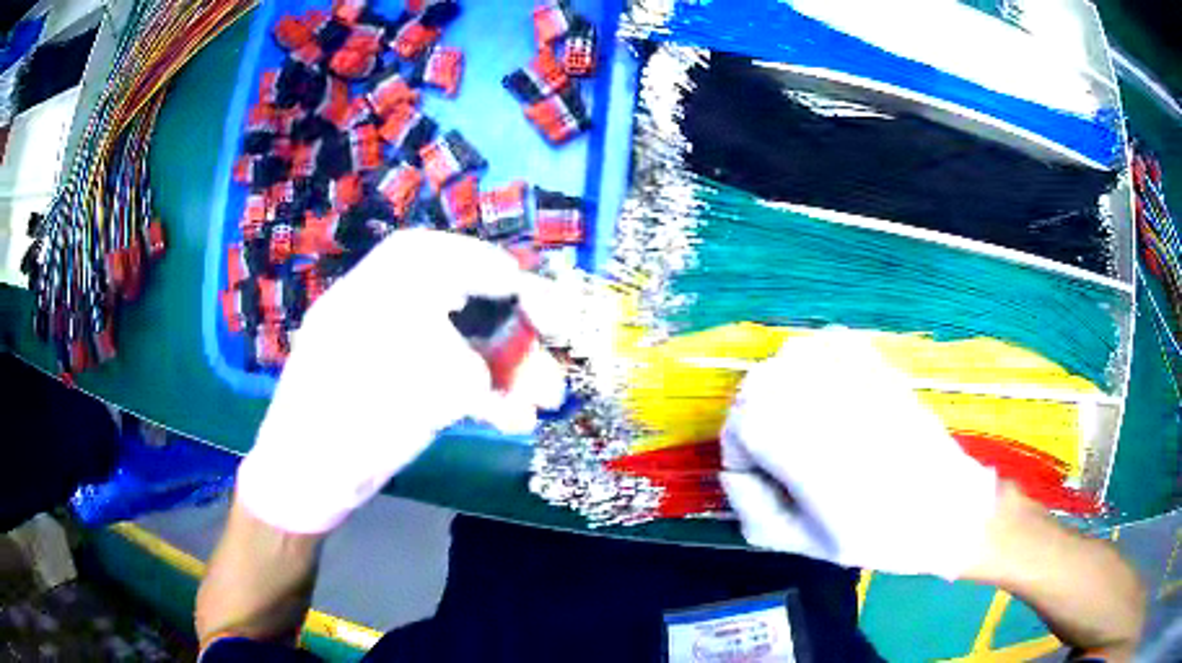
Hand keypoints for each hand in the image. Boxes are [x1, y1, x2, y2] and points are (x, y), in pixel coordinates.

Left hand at [236, 229, 566, 533]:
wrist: (304, 483)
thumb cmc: (331, 434)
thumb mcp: (385, 397)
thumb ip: (441, 377)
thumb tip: (483, 375)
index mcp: (367, 299)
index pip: (426, 257)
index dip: (477, 261)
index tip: (520, 283)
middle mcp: (385, 319)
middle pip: (459, 299)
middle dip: (512, 316)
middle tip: (559, 329)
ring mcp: (400, 358)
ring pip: (466, 344)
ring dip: (512, 366)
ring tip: (550, 396)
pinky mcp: (412, 392)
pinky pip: (459, 382)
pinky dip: (492, 397)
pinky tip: (518, 419)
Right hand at [719, 328, 997, 579]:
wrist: (946, 504)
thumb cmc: (873, 532)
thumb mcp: (798, 540)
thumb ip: (750, 507)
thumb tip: (736, 473)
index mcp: (784, 428)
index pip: (734, 431)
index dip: (747, 464)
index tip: (776, 487)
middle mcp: (804, 380)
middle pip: (753, 393)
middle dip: (762, 427)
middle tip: (796, 464)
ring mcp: (840, 357)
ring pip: (783, 367)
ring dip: (787, 397)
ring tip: (819, 434)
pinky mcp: (869, 352)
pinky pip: (819, 349)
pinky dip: (816, 371)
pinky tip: (840, 402)